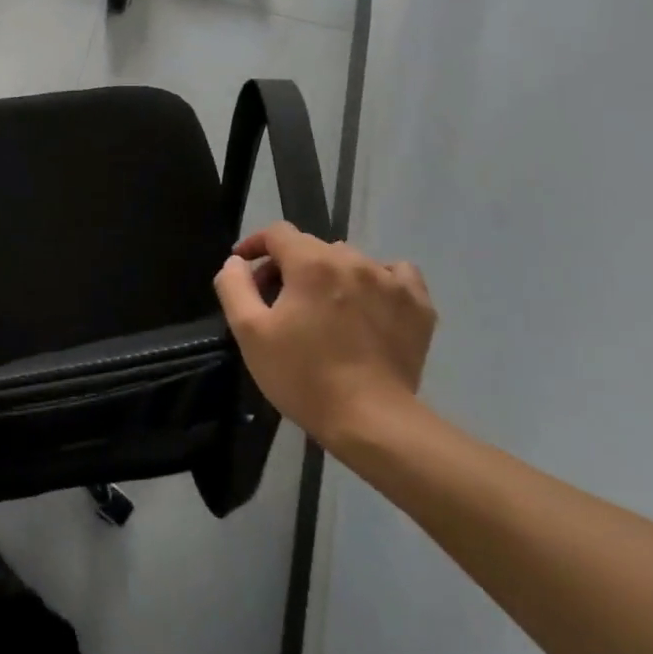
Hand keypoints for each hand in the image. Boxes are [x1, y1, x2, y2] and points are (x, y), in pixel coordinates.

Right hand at [213, 222, 435, 454]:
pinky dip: (376, 281)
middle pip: (312, 247)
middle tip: (277, 300)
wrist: (371, 421)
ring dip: (329, 275)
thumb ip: (234, 286)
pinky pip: (395, 274)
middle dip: (289, 265)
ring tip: (323, 308)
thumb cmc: (302, 375)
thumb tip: (237, 261)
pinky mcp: (418, 305)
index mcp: (311, 263)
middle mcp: (353, 260)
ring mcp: (390, 281)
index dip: (255, 244)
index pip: (278, 233)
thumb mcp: (249, 332)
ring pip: (350, 260)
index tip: (244, 266)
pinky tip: (368, 304)